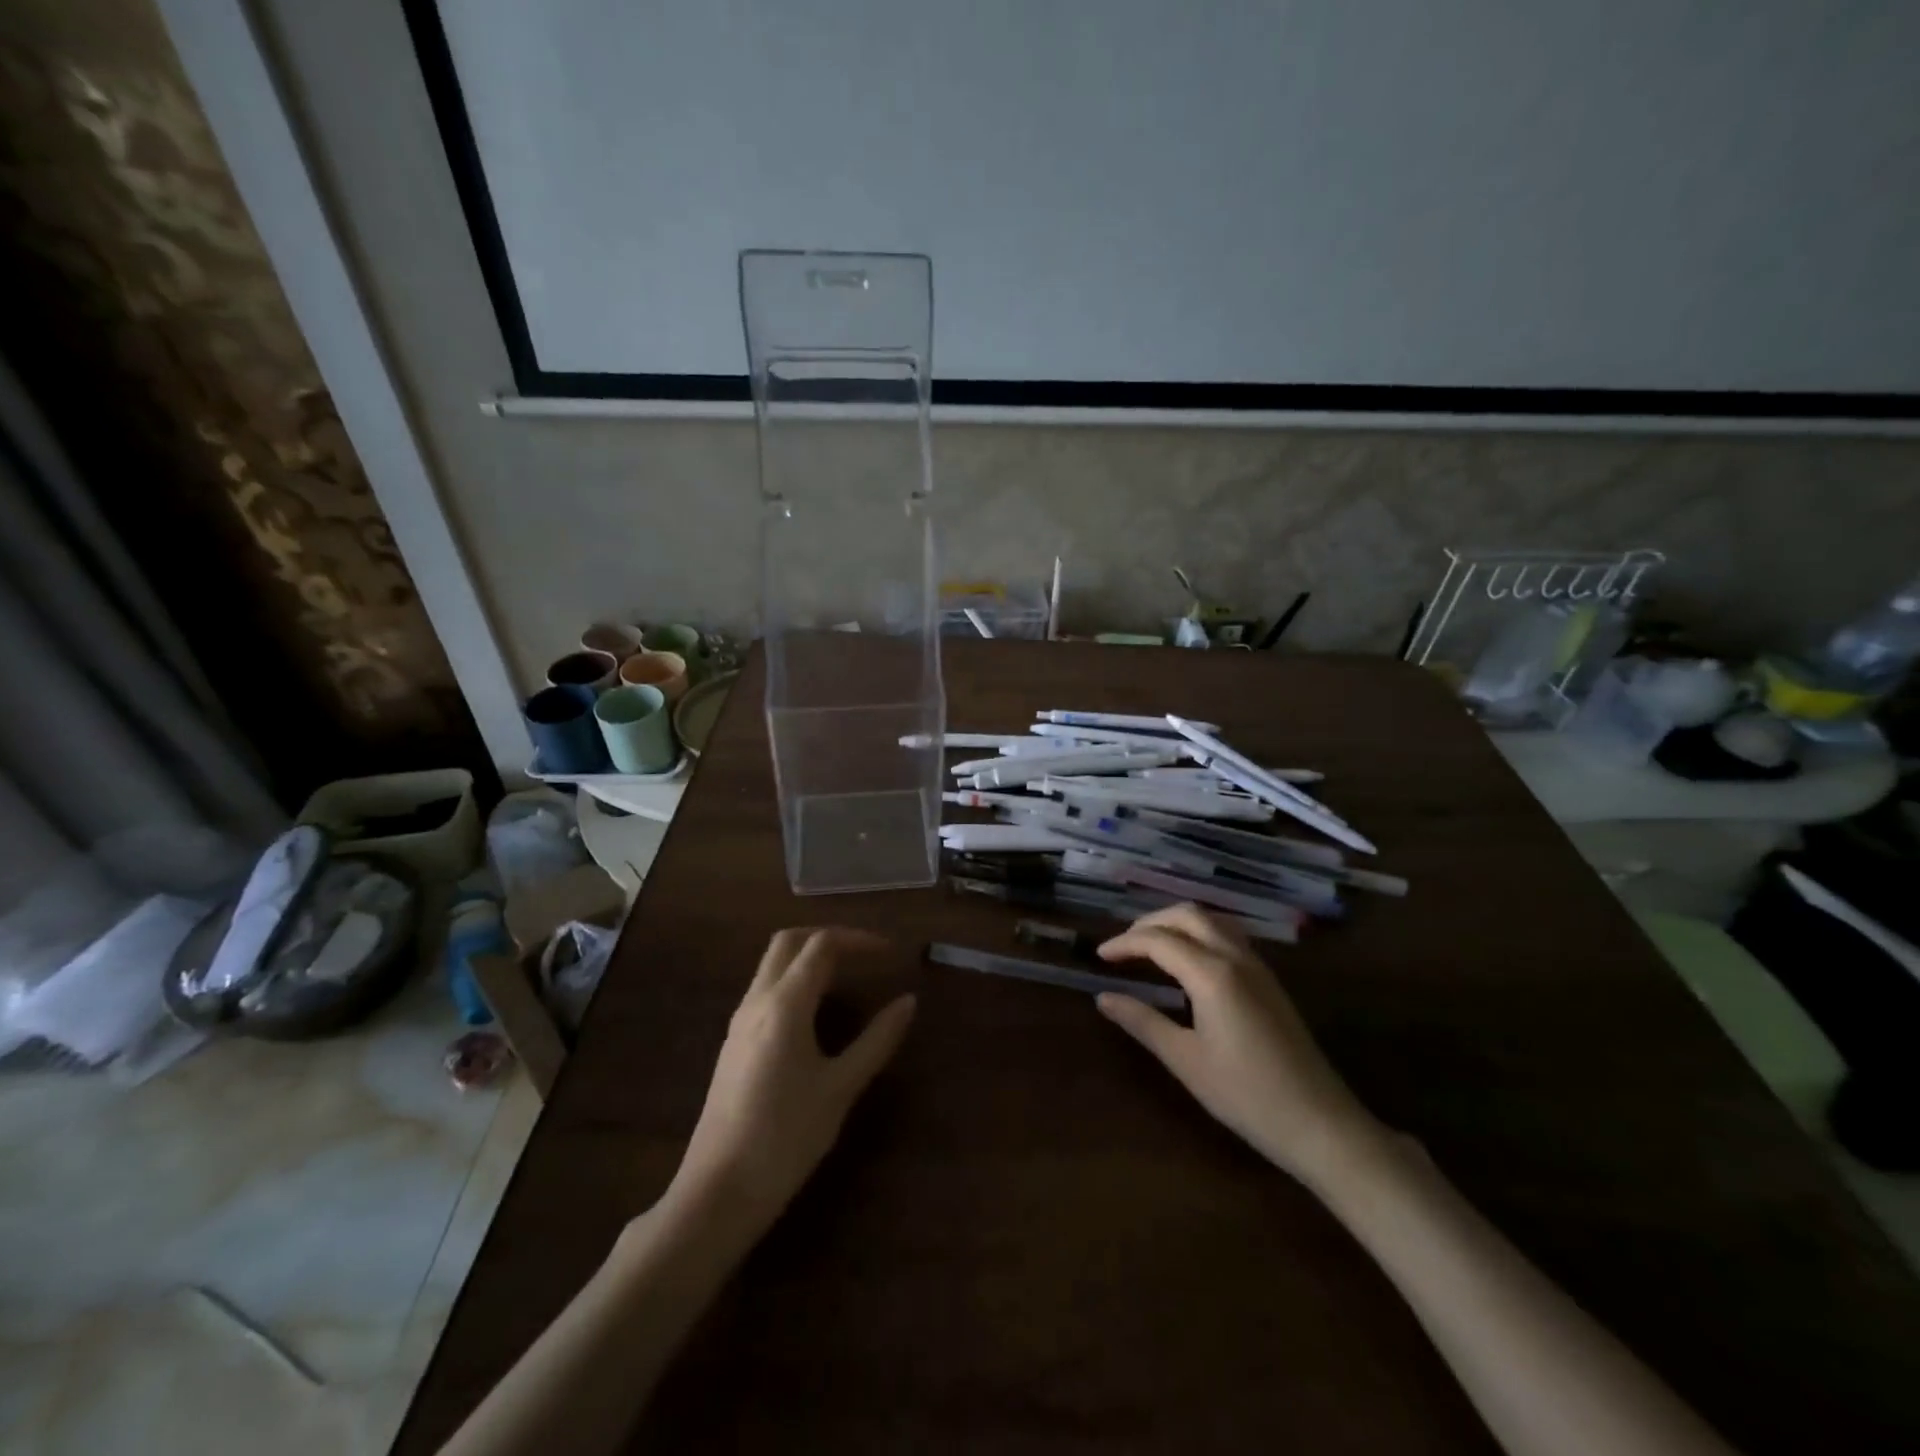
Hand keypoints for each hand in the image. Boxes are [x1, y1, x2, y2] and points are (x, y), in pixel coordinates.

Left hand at [667, 928, 916, 1229]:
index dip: (858, 940)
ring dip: (809, 956)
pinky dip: (794, 980)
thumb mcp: (841, 1088)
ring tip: (846, 978)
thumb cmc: (786, 1138)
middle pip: (789, 941)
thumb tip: (908, 1002)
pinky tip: (815, 1012)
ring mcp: (740, 1021)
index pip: (822, 945)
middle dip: (828, 936)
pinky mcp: (733, 1042)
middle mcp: (757, 1001)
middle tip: (864, 954)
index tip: (890, 953)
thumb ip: (877, 1040)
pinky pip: (765, 988)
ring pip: (772, 964)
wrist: (718, 1191)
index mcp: (785, 1004)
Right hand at [1096, 904, 1380, 1185]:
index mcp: (1212, 974)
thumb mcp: (1185, 1060)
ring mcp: (1258, 966)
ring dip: (1177, 922)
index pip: (1159, 940)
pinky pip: (1228, 935)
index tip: (1099, 956)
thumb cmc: (1246, 1096)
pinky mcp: (1269, 980)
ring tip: (1151, 945)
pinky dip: (1199, 932)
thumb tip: (1104, 998)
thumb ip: (1142, 1022)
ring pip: (1212, 920)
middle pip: (1187, 915)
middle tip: (1123, 946)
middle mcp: (1236, 957)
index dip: (1125, 943)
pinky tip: (1188, 960)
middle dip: (1150, 922)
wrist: (1320, 1123)